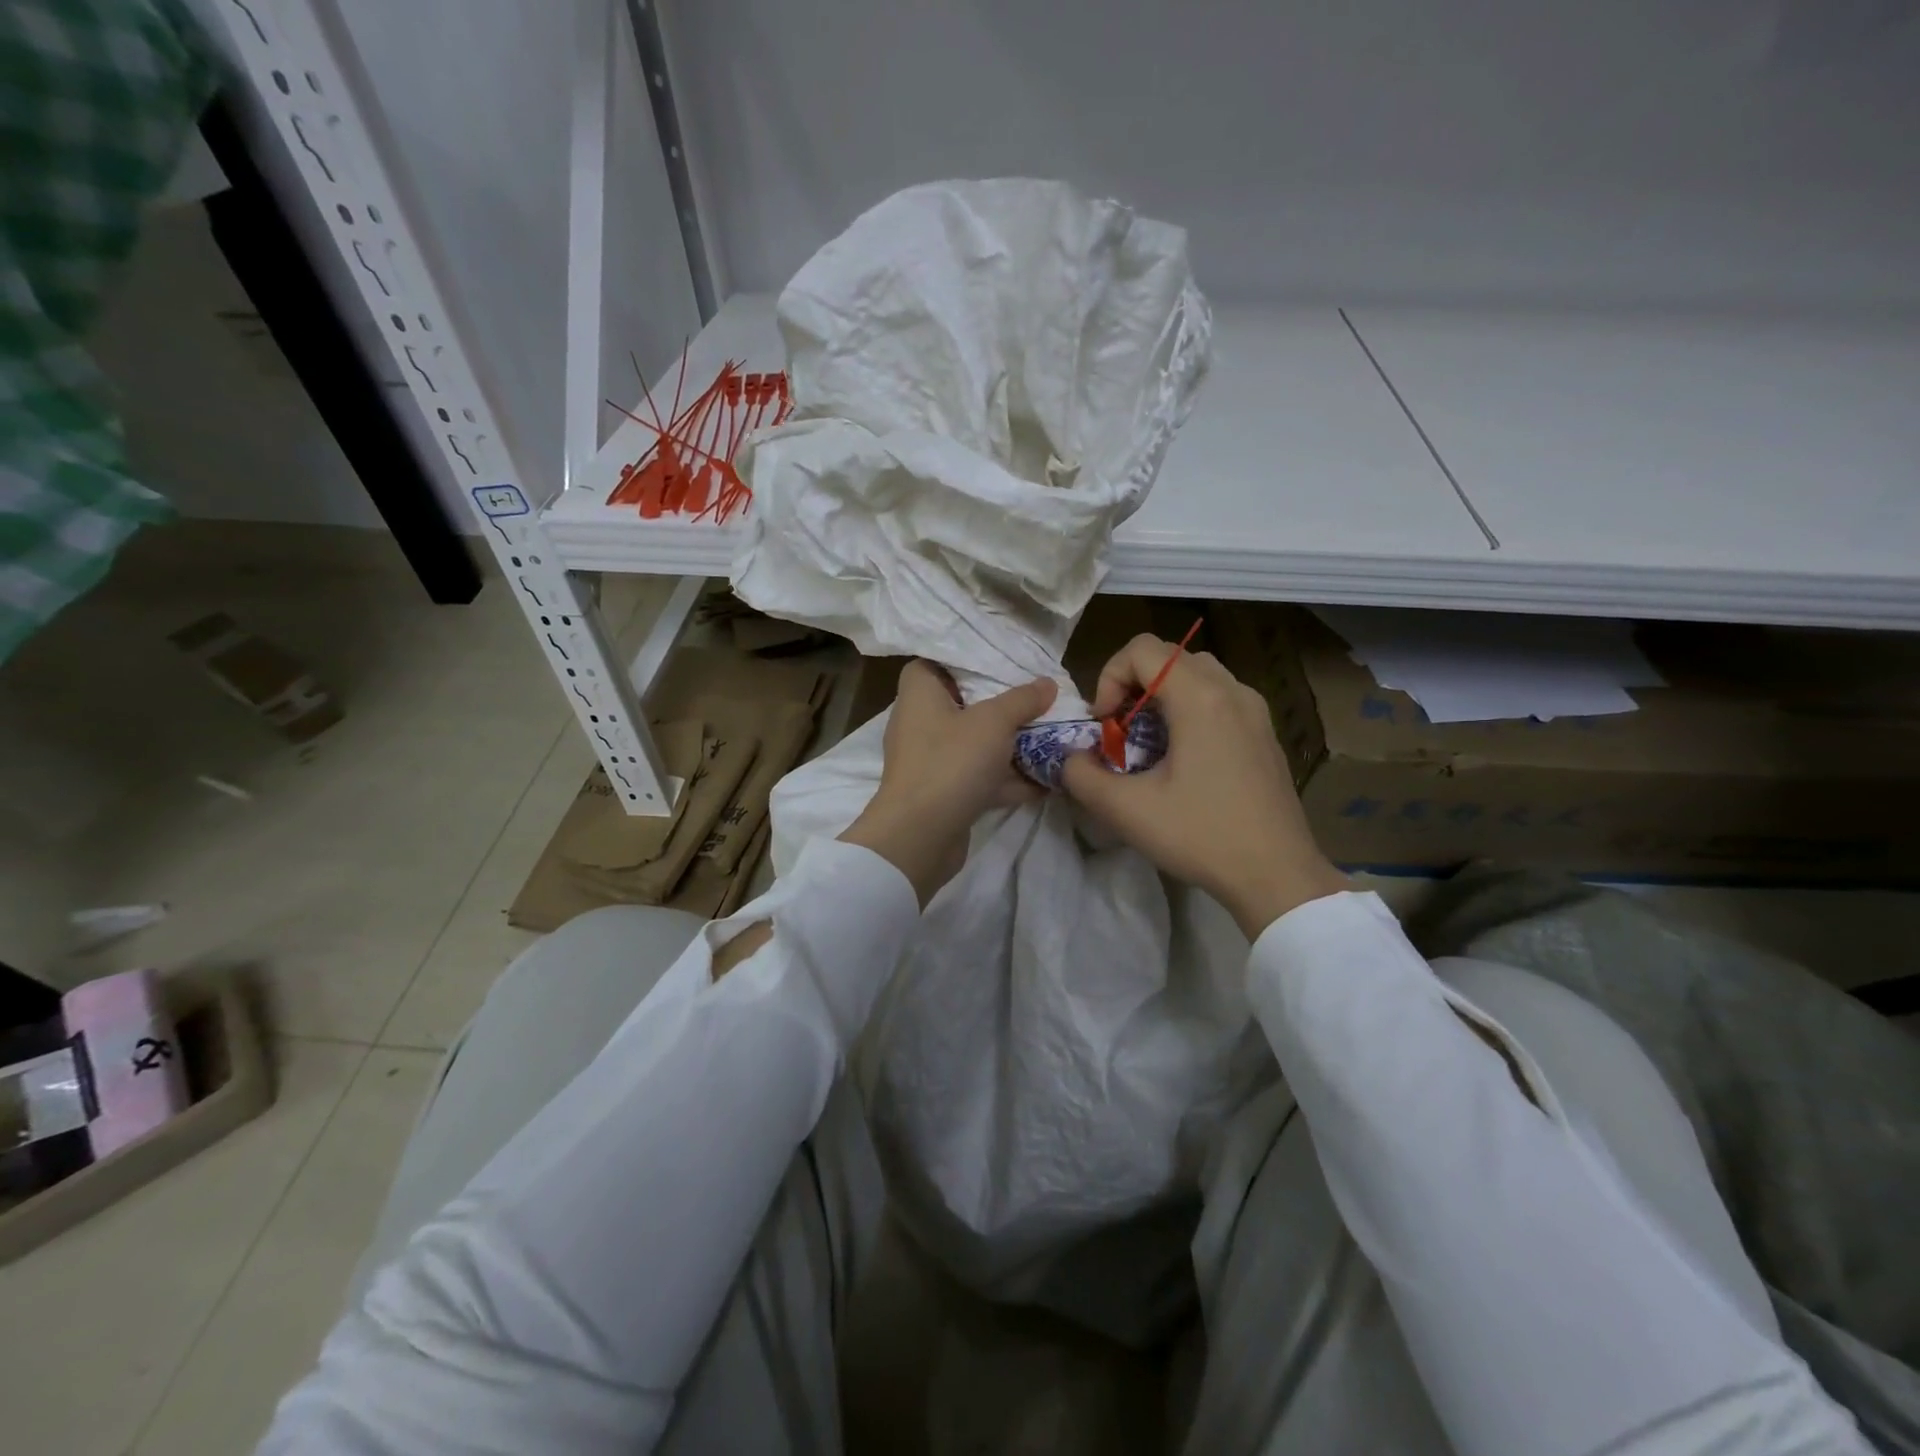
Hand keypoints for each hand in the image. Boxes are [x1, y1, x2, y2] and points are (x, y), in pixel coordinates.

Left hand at [840, 660, 1056, 905]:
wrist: (920, 836)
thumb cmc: (951, 762)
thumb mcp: (994, 722)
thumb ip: (1022, 700)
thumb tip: (1047, 683)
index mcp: (920, 694)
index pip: (935, 662)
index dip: (966, 659)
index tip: (1001, 660)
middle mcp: (921, 723)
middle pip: (965, 704)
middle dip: (1003, 704)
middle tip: (1039, 697)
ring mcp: (933, 761)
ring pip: (976, 744)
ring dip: (1012, 744)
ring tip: (1053, 736)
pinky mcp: (946, 793)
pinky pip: (981, 777)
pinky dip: (1009, 778)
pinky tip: (1048, 780)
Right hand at [1062, 634, 1345, 938]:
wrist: (1277, 875)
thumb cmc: (1201, 836)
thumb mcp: (1126, 810)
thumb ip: (1082, 775)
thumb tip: (1071, 758)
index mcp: (1201, 697)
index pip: (1142, 649)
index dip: (1109, 677)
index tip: (1106, 724)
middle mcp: (1232, 691)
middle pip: (1169, 657)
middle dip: (1133, 686)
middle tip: (1122, 732)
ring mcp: (1255, 711)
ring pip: (1196, 675)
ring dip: (1161, 697)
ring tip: (1149, 744)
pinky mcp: (1264, 734)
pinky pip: (1218, 699)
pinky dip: (1189, 711)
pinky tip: (1183, 761)